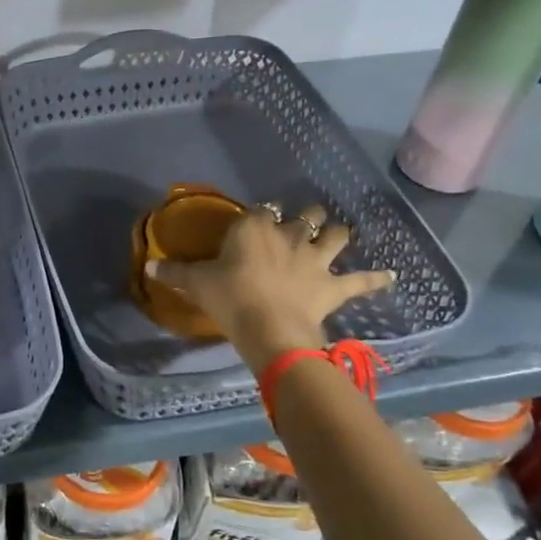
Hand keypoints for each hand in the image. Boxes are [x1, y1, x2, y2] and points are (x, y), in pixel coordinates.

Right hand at [145, 203, 395, 365]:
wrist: (269, 328)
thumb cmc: (230, 299)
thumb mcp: (197, 284)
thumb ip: (174, 272)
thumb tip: (147, 266)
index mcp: (254, 229)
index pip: (260, 211)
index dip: (260, 213)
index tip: (258, 218)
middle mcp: (288, 236)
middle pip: (304, 217)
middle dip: (306, 216)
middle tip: (304, 220)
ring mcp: (315, 259)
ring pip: (334, 237)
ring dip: (338, 233)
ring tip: (340, 232)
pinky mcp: (333, 286)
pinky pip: (360, 280)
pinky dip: (376, 278)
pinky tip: (392, 276)